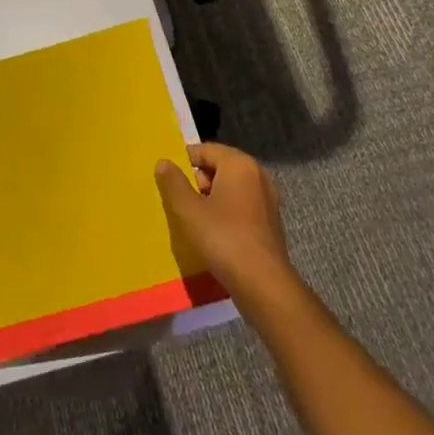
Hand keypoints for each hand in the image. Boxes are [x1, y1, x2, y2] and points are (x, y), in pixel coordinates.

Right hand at [154, 143, 291, 297]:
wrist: (263, 284)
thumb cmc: (224, 238)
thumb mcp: (189, 210)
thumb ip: (173, 183)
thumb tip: (163, 162)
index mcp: (239, 164)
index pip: (205, 150)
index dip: (184, 162)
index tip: (168, 180)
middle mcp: (257, 175)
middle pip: (219, 168)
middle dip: (197, 182)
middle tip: (179, 202)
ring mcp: (267, 200)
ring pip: (230, 189)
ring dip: (211, 200)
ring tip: (192, 220)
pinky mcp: (270, 223)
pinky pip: (241, 207)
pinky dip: (226, 214)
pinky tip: (213, 234)